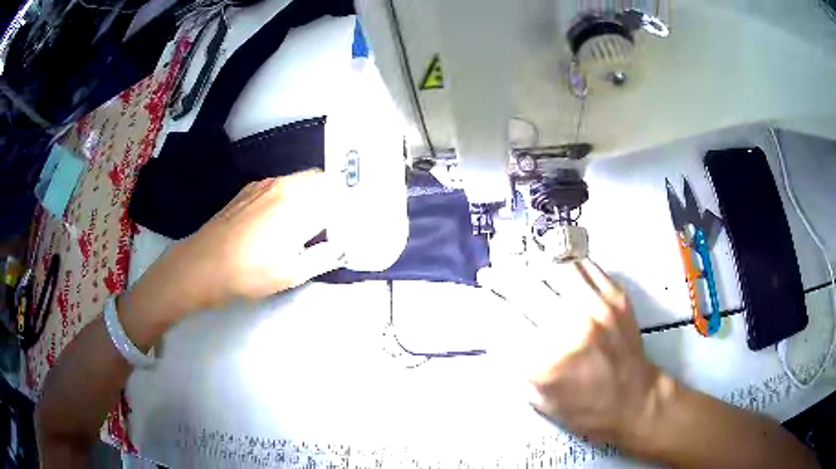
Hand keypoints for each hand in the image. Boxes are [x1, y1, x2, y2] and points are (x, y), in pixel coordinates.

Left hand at [153, 170, 344, 311]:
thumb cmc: (249, 273)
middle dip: (335, 196)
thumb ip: (323, 257)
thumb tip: (340, 246)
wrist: (202, 264)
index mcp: (301, 205)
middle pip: (323, 180)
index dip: (351, 205)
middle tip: (336, 221)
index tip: (353, 221)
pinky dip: (293, 194)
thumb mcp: (291, 274)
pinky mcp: (251, 188)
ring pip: (302, 179)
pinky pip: (283, 183)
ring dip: (314, 194)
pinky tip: (283, 217)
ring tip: (311, 220)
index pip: (340, 193)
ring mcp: (266, 183)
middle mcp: (287, 185)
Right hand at [480, 259, 663, 446]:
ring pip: (554, 268)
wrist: (635, 401)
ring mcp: (596, 307)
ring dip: (531, 264)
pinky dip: (565, 261)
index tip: (479, 298)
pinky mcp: (616, 297)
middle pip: (523, 288)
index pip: (503, 320)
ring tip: (521, 263)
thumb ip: (515, 366)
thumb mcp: (538, 401)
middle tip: (489, 273)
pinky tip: (555, 263)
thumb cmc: (585, 410)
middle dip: (499, 277)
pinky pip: (585, 265)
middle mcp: (569, 328)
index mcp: (545, 361)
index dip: (486, 304)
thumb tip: (498, 332)